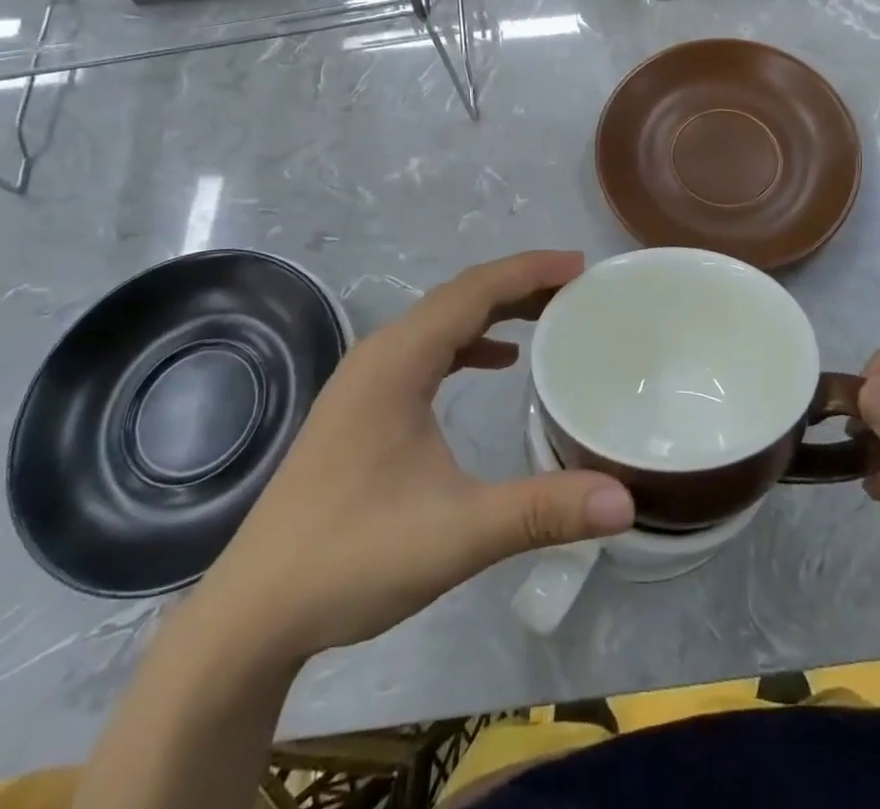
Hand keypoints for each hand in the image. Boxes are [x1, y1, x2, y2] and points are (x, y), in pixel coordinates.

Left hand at [190, 251, 634, 667]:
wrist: (252, 614)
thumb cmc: (352, 557)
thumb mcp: (458, 533)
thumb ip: (543, 511)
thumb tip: (626, 501)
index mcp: (398, 360)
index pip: (474, 290)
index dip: (530, 270)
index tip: (581, 266)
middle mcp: (380, 354)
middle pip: (459, 297)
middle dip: (520, 285)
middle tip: (577, 289)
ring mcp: (365, 380)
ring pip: (442, 322)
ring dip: (495, 310)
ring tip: (548, 315)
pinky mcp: (361, 407)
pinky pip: (427, 351)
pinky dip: (469, 342)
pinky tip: (495, 362)